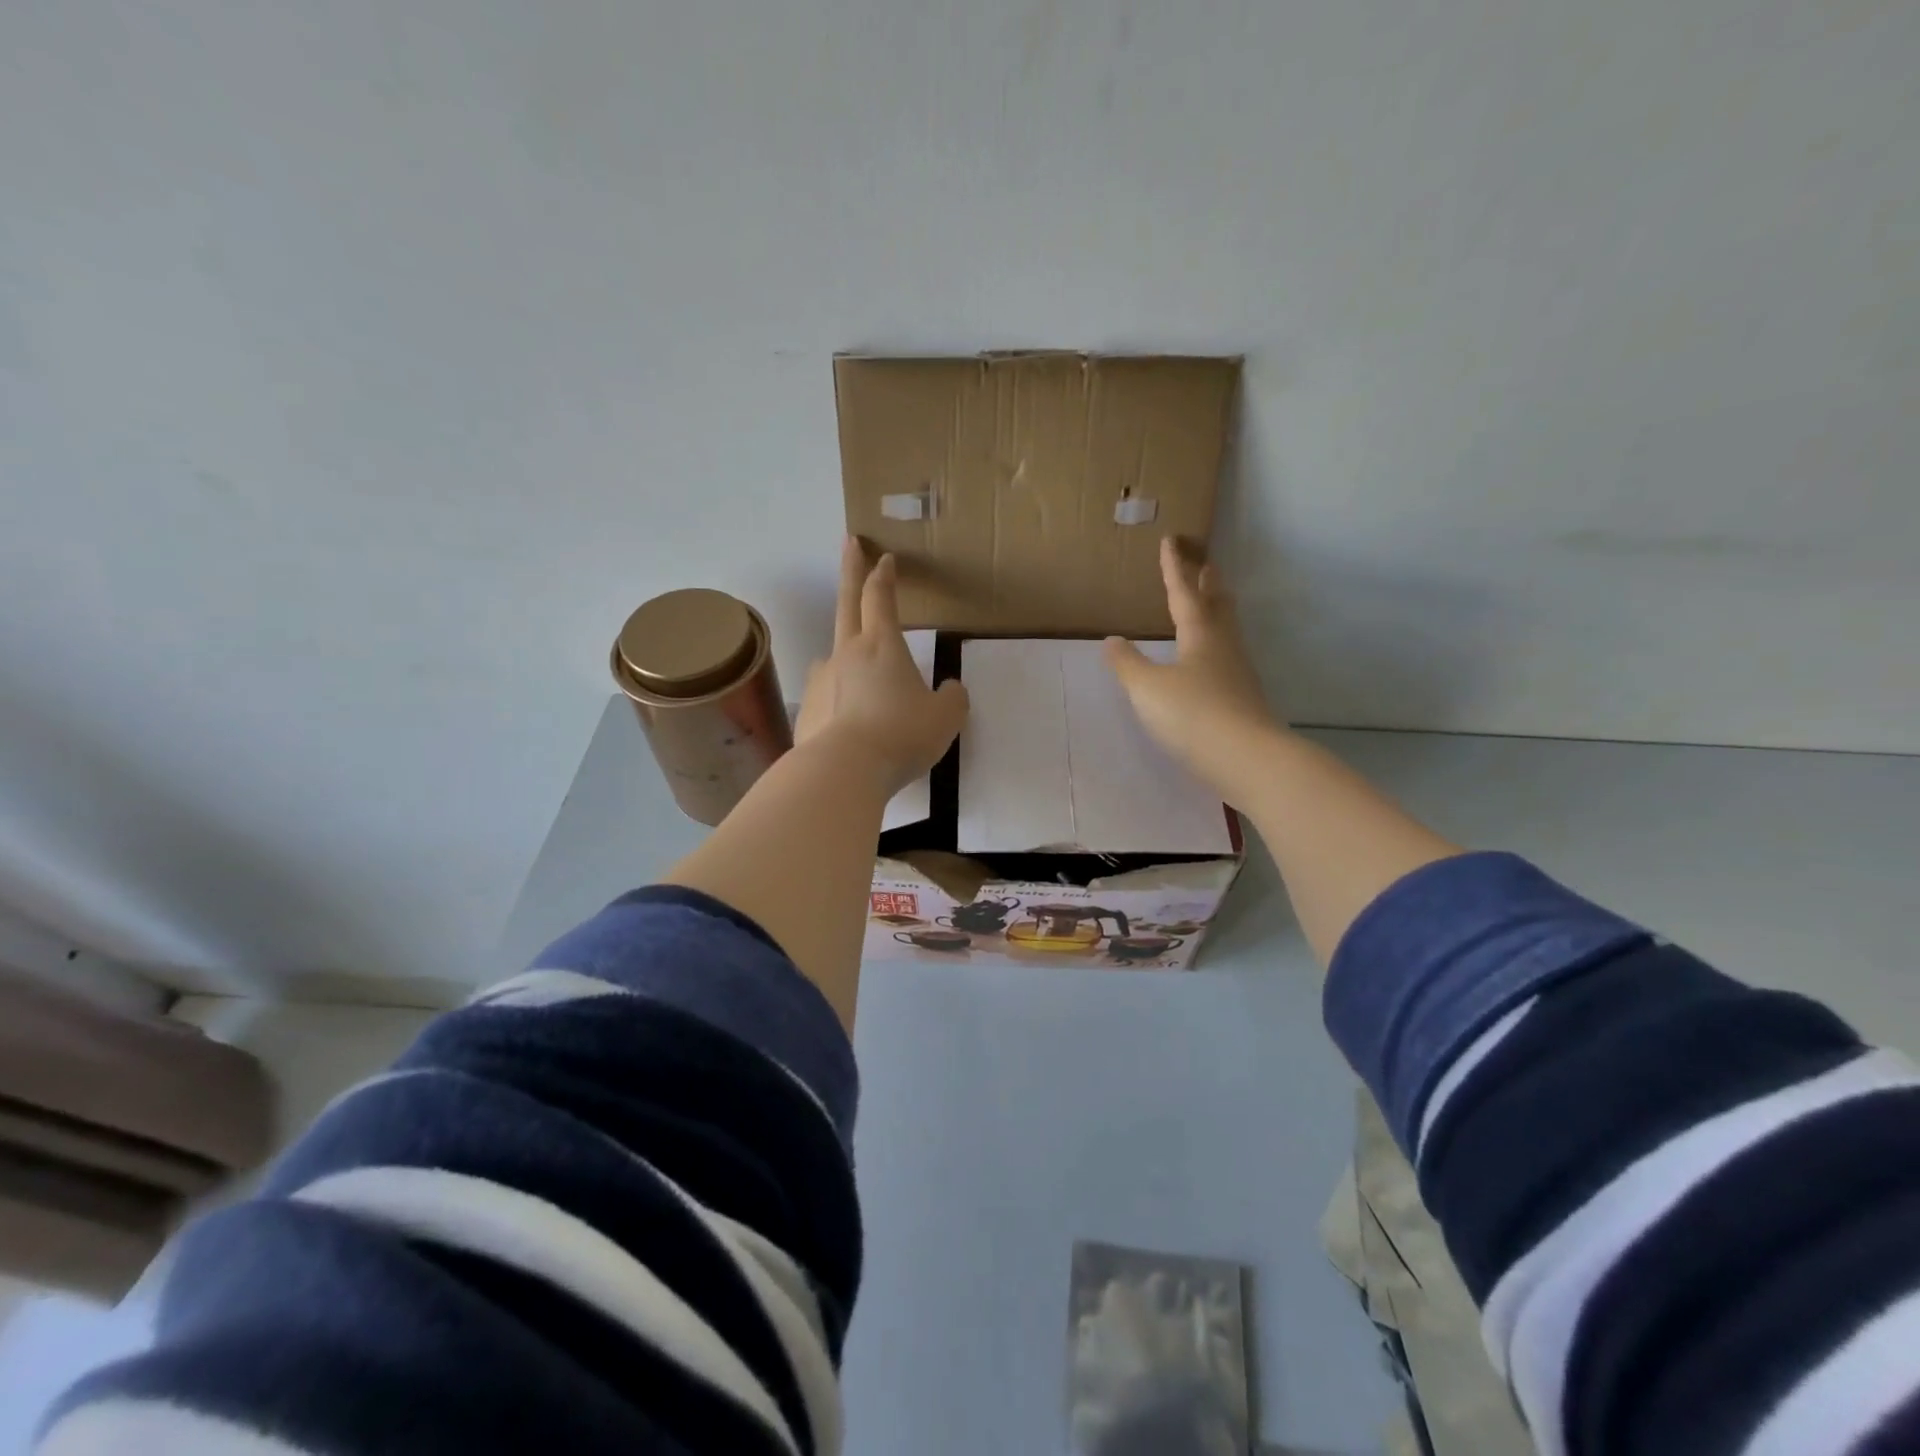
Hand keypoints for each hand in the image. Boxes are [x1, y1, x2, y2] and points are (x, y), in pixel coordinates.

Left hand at [795, 539, 969, 795]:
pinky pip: (826, 696)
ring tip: (857, 672)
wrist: (845, 770)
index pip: (881, 598)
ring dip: (845, 651)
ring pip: (833, 655)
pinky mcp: (807, 710)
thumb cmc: (901, 735)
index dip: (884, 575)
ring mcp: (821, 680)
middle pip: (847, 603)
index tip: (885, 557)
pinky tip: (847, 720)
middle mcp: (846, 654)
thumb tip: (951, 689)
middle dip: (851, 569)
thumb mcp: (945, 718)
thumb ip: (953, 698)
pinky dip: (837, 698)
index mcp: (881, 646)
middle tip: (849, 542)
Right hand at [1104, 538, 1284, 800]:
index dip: (1174, 568)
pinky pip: (1227, 656)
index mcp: (1199, 634)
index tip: (1171, 541)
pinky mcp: (1242, 698)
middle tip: (1205, 562)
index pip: (1184, 593)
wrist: (1246, 758)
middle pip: (1217, 605)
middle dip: (1208, 582)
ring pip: (1227, 630)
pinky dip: (1217, 643)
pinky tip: (1210, 659)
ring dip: (1217, 610)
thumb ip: (1128, 664)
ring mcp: (1237, 672)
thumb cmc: (1192, 714)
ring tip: (1211, 602)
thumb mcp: (1148, 688)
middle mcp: (1223, 646)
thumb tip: (1112, 640)